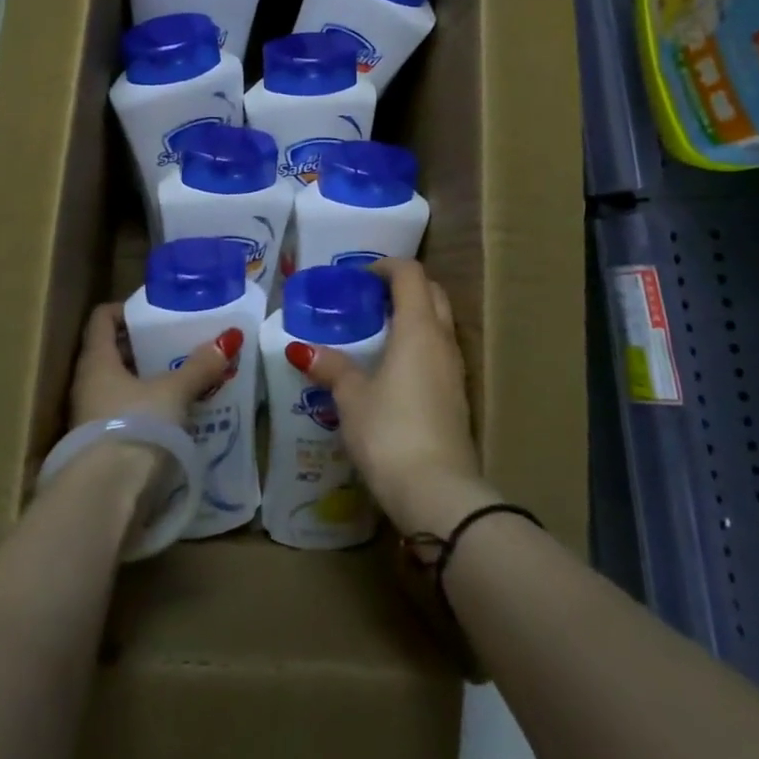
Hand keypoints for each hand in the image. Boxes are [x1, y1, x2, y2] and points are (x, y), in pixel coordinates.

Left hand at [61, 303, 241, 500]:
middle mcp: (87, 384)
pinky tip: (178, 415)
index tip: (156, 312)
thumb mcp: (174, 392)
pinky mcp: (102, 446)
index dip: (126, 309)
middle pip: (113, 352)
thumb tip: (227, 339)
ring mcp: (91, 417)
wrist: (106, 498)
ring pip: (121, 386)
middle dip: (145, 347)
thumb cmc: (135, 426)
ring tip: (186, 378)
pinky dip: (149, 409)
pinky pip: (127, 414)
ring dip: (149, 381)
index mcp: (97, 360)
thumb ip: (199, 367)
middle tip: (180, 343)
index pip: (102, 318)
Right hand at [297, 259, 497, 536]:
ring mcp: (455, 370)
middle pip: (432, 293)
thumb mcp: (351, 398)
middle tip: (370, 298)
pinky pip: (439, 353)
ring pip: (439, 324)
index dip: (386, 266)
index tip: (360, 276)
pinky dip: (419, 345)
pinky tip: (392, 369)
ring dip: (414, 316)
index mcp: (418, 328)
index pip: (410, 274)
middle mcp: (442, 341)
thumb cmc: (390, 432)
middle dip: (404, 287)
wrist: (438, 493)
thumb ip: (331, 367)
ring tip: (377, 331)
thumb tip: (301, 349)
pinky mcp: (457, 397)